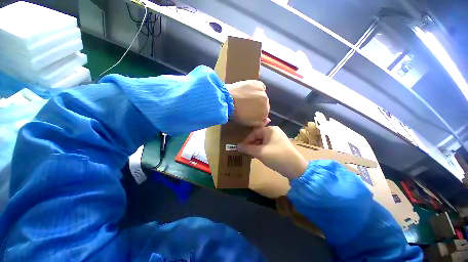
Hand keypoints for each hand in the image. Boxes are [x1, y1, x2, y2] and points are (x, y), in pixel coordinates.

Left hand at [227, 80, 269, 126]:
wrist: (228, 101)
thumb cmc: (238, 114)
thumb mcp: (249, 123)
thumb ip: (261, 123)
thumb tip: (268, 119)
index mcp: (265, 111)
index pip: (265, 113)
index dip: (258, 114)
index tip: (250, 113)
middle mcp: (266, 100)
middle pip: (264, 104)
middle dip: (258, 105)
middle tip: (248, 106)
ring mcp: (262, 91)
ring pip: (262, 95)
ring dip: (257, 97)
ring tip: (247, 98)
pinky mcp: (256, 83)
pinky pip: (261, 87)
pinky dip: (257, 90)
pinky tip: (251, 91)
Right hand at [237, 126, 307, 178]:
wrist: (295, 168)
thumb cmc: (276, 157)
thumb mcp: (260, 152)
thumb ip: (247, 148)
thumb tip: (237, 146)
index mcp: (270, 130)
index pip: (254, 133)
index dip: (247, 141)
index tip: (242, 149)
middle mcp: (274, 131)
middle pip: (258, 136)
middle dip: (252, 145)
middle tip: (247, 153)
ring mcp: (278, 138)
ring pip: (263, 141)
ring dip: (257, 148)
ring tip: (253, 155)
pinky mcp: (280, 145)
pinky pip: (268, 145)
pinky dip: (262, 149)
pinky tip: (260, 155)